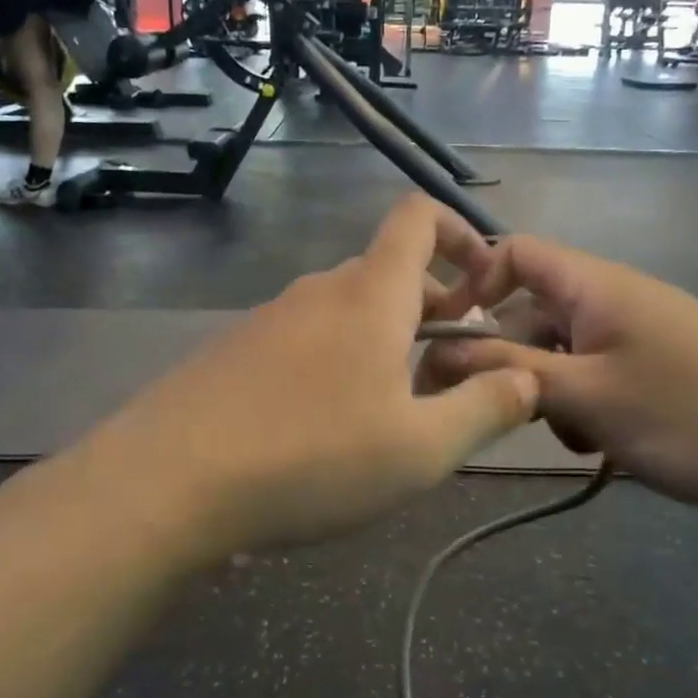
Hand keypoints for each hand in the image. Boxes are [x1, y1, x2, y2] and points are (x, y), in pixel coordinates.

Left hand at [76, 196, 539, 562]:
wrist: (169, 480)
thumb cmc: (312, 457)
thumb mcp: (420, 449)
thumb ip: (486, 408)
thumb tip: (528, 377)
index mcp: (370, 294)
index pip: (417, 217)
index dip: (459, 233)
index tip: (484, 287)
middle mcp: (318, 289)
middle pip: (387, 274)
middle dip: (430, 310)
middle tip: (449, 373)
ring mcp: (269, 317)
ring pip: (345, 311)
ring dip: (382, 342)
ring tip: (391, 410)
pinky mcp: (235, 349)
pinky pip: (304, 338)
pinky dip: (335, 360)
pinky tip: (324, 426)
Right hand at [420, 236, 697, 524]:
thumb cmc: (691, 415)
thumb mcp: (586, 395)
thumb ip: (508, 370)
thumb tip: (437, 349)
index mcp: (595, 284)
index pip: (515, 252)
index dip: (475, 284)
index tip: (450, 338)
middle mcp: (613, 298)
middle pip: (533, 310)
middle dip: (510, 358)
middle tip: (498, 411)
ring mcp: (638, 334)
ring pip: (563, 350)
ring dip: (549, 390)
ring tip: (568, 434)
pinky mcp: (657, 369)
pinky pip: (596, 375)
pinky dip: (583, 404)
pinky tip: (598, 444)